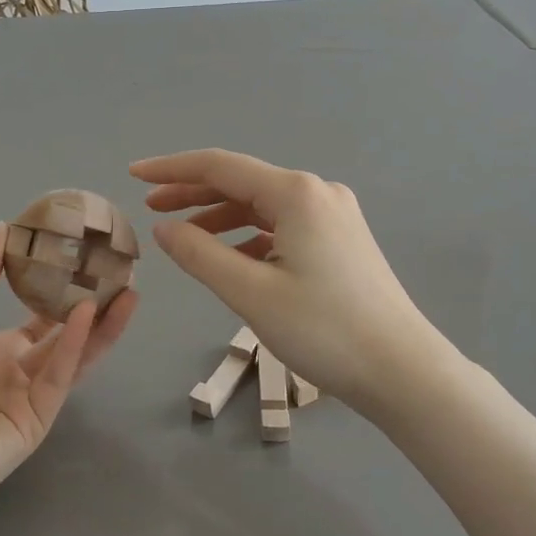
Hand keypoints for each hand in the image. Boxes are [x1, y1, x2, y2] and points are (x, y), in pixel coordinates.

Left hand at [0, 224, 138, 516]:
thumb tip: (3, 227)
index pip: (37, 317)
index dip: (62, 291)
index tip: (86, 261)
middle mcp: (16, 372)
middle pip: (63, 335)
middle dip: (94, 306)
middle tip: (123, 275)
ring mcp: (30, 398)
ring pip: (72, 355)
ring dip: (99, 325)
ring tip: (128, 292)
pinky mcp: (39, 421)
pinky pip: (59, 378)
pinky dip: (73, 346)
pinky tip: (88, 314)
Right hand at [132, 150, 444, 415]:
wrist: (401, 369)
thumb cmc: (323, 330)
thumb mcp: (250, 292)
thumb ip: (199, 254)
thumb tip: (163, 228)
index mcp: (295, 193)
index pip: (219, 166)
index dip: (171, 169)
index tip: (133, 175)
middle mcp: (317, 192)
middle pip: (242, 182)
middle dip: (193, 192)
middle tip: (150, 208)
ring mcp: (334, 216)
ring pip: (262, 206)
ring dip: (220, 216)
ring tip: (182, 235)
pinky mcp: (341, 240)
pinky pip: (282, 227)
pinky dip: (249, 236)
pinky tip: (230, 257)